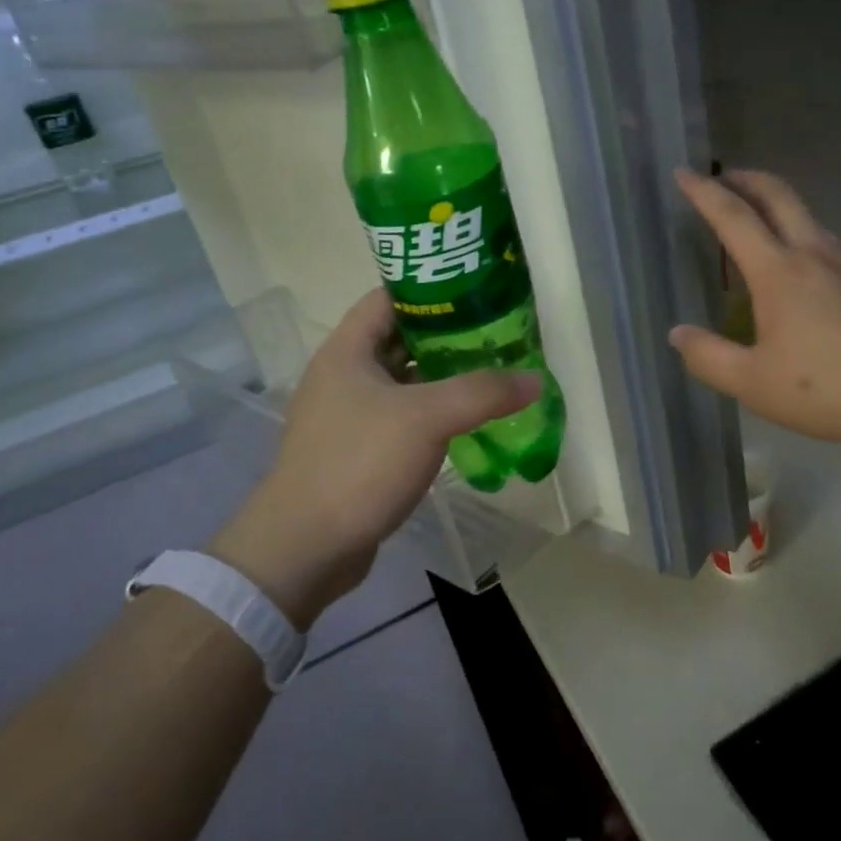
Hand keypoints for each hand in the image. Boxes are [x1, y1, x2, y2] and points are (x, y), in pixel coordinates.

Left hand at [209, 289, 541, 628]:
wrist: (304, 549)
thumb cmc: (358, 464)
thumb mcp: (426, 418)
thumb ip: (483, 392)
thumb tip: (535, 379)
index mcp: (347, 351)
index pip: (390, 298)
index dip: (432, 291)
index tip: (478, 293)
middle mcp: (344, 375)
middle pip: (402, 339)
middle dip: (449, 335)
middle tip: (498, 335)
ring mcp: (349, 415)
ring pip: (405, 381)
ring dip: (444, 377)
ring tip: (493, 372)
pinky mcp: (359, 450)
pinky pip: (403, 417)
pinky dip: (434, 413)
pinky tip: (469, 421)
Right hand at [670, 168, 840, 449]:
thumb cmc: (830, 387)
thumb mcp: (755, 384)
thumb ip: (709, 358)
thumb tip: (678, 334)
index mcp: (778, 272)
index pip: (733, 217)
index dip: (704, 192)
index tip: (684, 173)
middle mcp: (814, 255)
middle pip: (778, 196)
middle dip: (746, 179)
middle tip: (723, 177)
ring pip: (808, 217)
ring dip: (777, 205)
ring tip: (758, 222)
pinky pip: (828, 246)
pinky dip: (802, 239)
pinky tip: (802, 275)